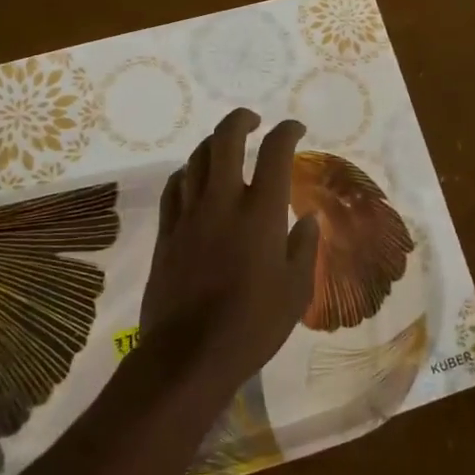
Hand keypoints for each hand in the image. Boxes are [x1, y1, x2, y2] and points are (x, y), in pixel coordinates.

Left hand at [139, 109, 319, 397]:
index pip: (276, 153)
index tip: (295, 128)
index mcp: (261, 213)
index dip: (287, 132)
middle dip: (240, 120)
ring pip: (196, 159)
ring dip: (214, 143)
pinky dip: (189, 172)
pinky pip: (175, 187)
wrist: (189, 354)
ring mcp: (189, 215)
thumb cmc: (253, 324)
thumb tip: (307, 219)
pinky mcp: (167, 232)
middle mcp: (223, 202)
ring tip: (226, 145)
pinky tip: (195, 178)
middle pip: (225, 140)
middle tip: (253, 120)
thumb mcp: (295, 290)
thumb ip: (303, 247)